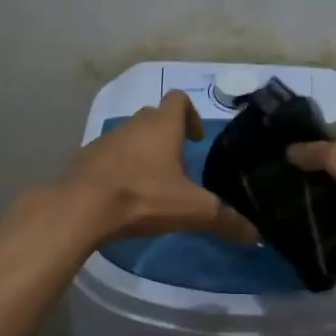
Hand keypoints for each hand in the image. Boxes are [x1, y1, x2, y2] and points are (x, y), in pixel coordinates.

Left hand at [59, 91, 258, 247]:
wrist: (80, 208)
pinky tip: (124, 198)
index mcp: (161, 126)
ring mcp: (105, 141)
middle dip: (168, 137)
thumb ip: (225, 221)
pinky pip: (108, 158)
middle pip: (154, 118)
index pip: (179, 100)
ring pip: (130, 138)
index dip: (191, 115)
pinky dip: (119, 170)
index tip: (196, 141)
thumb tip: (255, 236)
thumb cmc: (142, 197)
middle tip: (179, 166)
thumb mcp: (192, 211)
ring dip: (142, 154)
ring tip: (152, 186)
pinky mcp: (84, 160)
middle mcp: (133, 125)